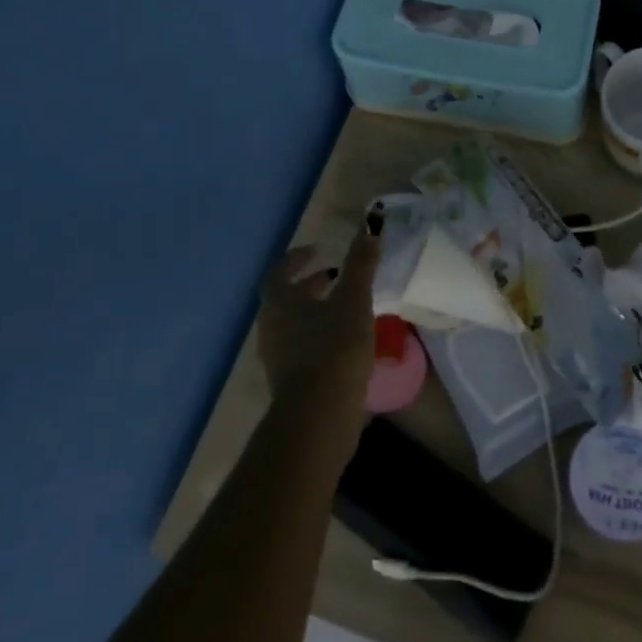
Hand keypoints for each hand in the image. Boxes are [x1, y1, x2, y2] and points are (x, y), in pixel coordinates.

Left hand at [258, 208, 382, 436]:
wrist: (319, 417)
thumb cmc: (333, 348)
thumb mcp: (354, 299)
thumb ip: (361, 263)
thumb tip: (371, 225)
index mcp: (280, 301)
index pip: (282, 270)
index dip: (298, 258)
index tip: (318, 250)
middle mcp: (271, 326)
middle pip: (286, 297)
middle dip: (310, 284)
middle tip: (336, 276)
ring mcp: (277, 357)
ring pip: (294, 323)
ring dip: (316, 310)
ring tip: (345, 307)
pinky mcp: (290, 382)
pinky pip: (301, 347)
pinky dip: (319, 335)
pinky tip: (345, 341)